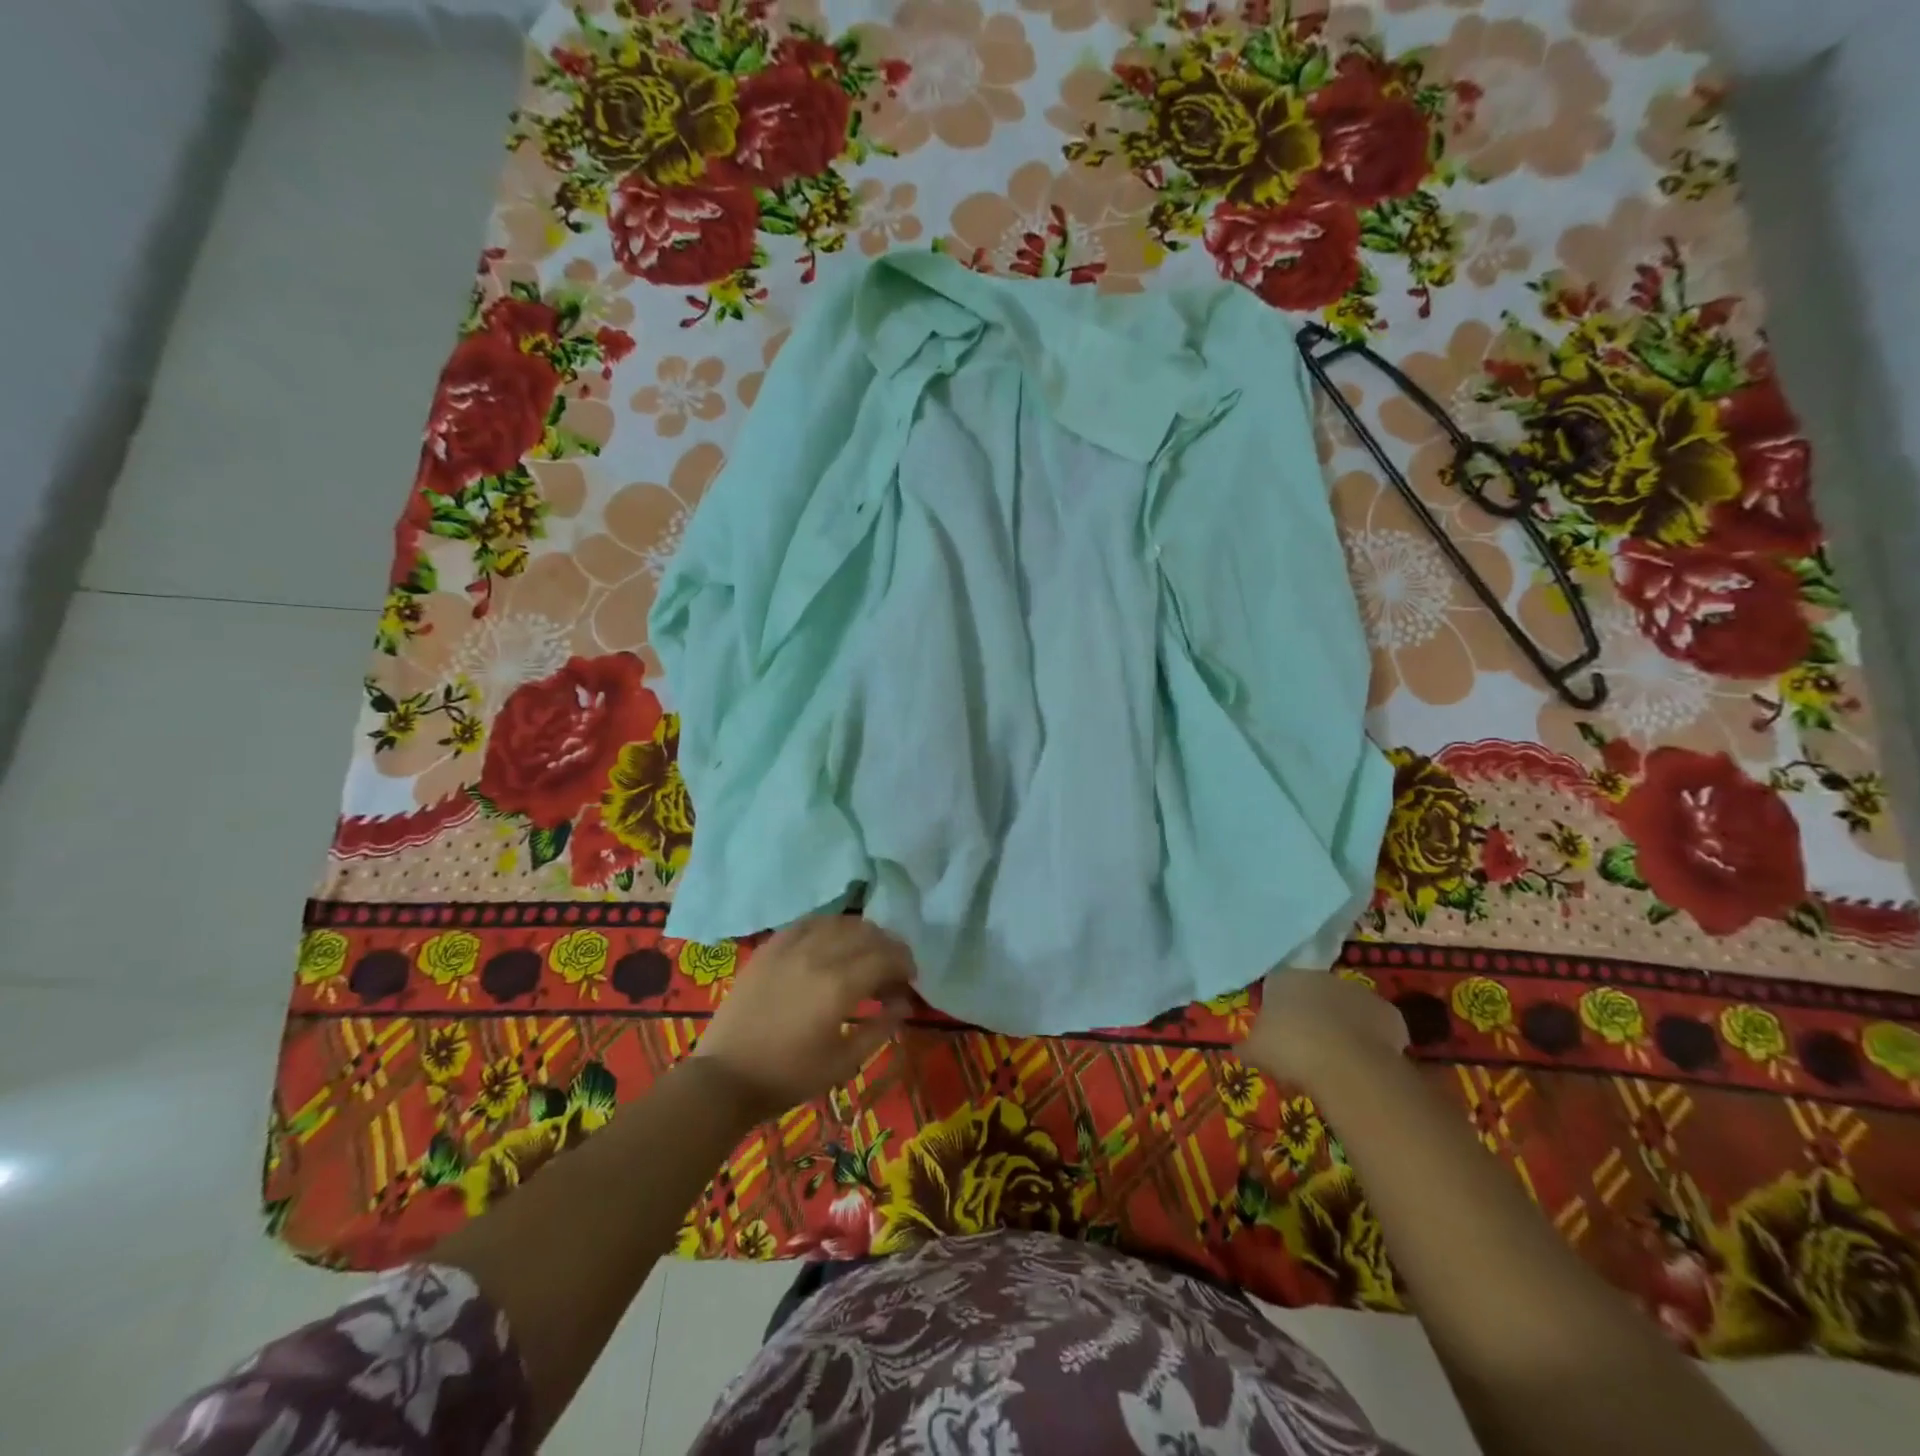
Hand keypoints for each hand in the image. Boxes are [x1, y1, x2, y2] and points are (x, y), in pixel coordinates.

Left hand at [693, 916, 915, 1119]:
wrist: (726, 1077)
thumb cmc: (789, 1076)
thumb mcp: (844, 1063)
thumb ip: (880, 1028)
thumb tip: (904, 1002)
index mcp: (839, 986)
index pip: (886, 957)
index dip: (905, 964)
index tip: (909, 979)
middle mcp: (818, 956)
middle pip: (867, 934)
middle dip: (888, 947)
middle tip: (892, 969)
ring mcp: (790, 947)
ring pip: (840, 922)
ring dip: (861, 934)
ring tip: (865, 954)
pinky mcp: (770, 947)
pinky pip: (808, 922)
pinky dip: (829, 927)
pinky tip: (832, 941)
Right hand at [1238, 970, 1408, 1092]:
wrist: (1346, 1065)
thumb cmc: (1290, 1050)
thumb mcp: (1255, 1051)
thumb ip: (1247, 1046)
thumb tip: (1240, 1049)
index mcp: (1284, 979)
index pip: (1276, 986)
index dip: (1278, 1011)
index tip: (1277, 1036)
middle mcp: (1320, 977)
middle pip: (1313, 994)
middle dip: (1311, 1015)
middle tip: (1306, 1048)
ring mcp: (1357, 991)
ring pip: (1345, 1007)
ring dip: (1341, 1025)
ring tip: (1336, 1058)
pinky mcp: (1388, 1012)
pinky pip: (1375, 1025)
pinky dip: (1370, 1039)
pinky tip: (1363, 1061)